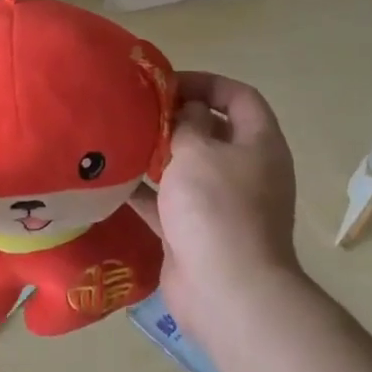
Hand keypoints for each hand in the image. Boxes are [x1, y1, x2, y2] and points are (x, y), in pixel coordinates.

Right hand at [131, 72, 299, 340]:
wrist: (225, 289)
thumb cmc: (216, 208)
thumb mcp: (198, 151)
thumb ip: (187, 123)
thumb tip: (187, 111)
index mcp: (259, 144)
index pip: (239, 97)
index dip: (205, 82)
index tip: (165, 83)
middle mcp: (245, 171)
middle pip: (212, 132)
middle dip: (176, 119)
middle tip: (136, 112)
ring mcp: (221, 205)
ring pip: (188, 169)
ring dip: (158, 156)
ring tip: (120, 141)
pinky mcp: (196, 232)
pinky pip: (168, 204)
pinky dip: (145, 194)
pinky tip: (112, 184)